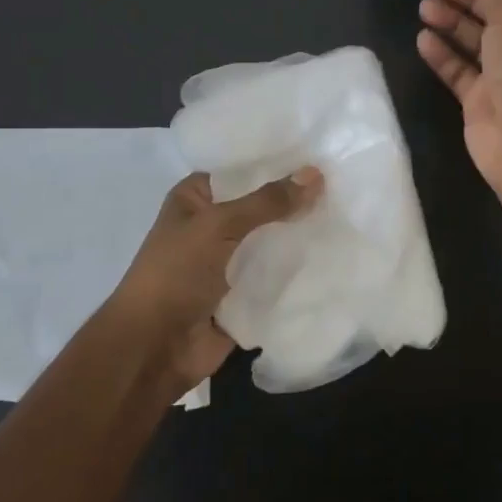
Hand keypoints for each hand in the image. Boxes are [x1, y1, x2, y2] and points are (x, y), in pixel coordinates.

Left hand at [107, 169, 321, 389]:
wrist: (153, 349)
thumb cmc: (174, 275)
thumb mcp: (218, 226)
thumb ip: (267, 202)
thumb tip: (315, 173)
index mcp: (195, 200)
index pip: (242, 170)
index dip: (277, 162)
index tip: (321, 152)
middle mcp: (212, 227)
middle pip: (262, 207)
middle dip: (297, 201)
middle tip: (343, 187)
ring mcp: (229, 264)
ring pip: (273, 243)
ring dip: (302, 237)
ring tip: (348, 218)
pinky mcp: (245, 296)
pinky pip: (278, 277)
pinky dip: (300, 272)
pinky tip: (338, 256)